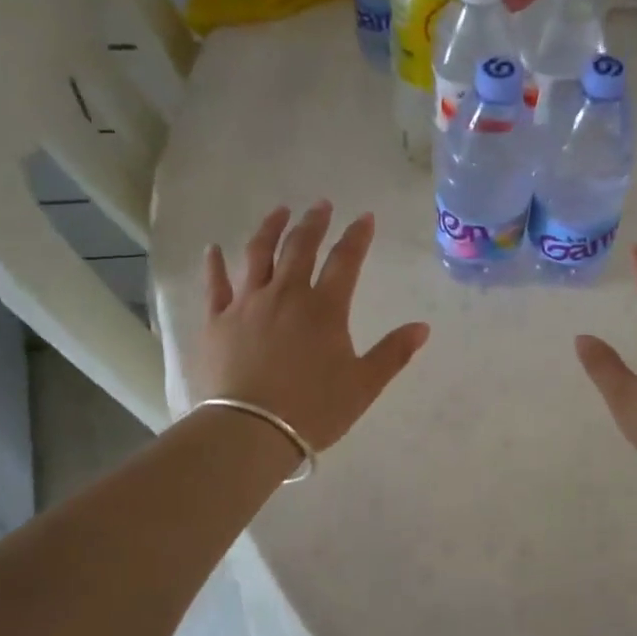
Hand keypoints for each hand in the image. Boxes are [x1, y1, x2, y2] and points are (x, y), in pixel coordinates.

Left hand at [195, 203, 429, 451]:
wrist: (251, 431)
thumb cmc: (314, 409)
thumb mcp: (363, 385)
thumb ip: (393, 353)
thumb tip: (423, 327)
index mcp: (324, 308)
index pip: (345, 260)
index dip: (357, 236)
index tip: (365, 217)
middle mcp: (286, 294)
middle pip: (300, 247)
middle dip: (314, 222)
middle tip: (321, 204)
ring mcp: (247, 304)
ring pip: (258, 254)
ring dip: (270, 228)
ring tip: (279, 211)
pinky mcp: (217, 321)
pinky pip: (215, 284)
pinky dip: (215, 264)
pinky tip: (213, 248)